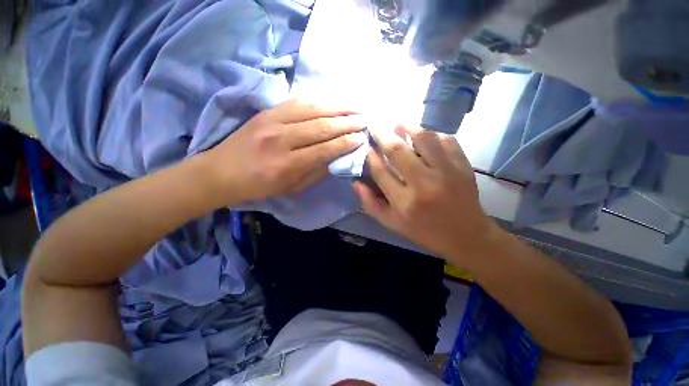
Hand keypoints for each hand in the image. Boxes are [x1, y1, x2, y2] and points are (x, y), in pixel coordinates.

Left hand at [206, 100, 366, 205]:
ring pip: (311, 110)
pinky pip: (296, 102)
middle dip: (346, 124)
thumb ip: (315, 173)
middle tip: (363, 121)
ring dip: (336, 108)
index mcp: (287, 164)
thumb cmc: (259, 186)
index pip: (324, 149)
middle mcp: (281, 139)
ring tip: (353, 108)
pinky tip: (330, 102)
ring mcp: (272, 121)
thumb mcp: (290, 188)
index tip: (361, 138)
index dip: (345, 143)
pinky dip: (317, 101)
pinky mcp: (266, 112)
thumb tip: (336, 158)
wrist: (221, 172)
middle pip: (321, 127)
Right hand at [353, 125, 496, 260]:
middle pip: (397, 150)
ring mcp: (446, 172)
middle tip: (375, 128)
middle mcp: (423, 184)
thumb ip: (371, 204)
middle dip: (382, 135)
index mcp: (404, 202)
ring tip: (399, 125)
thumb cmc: (424, 231)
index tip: (366, 146)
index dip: (370, 155)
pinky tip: (425, 138)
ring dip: (408, 127)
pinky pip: (446, 140)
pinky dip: (433, 134)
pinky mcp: (463, 166)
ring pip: (423, 138)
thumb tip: (355, 182)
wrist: (466, 235)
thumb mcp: (392, 224)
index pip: (380, 171)